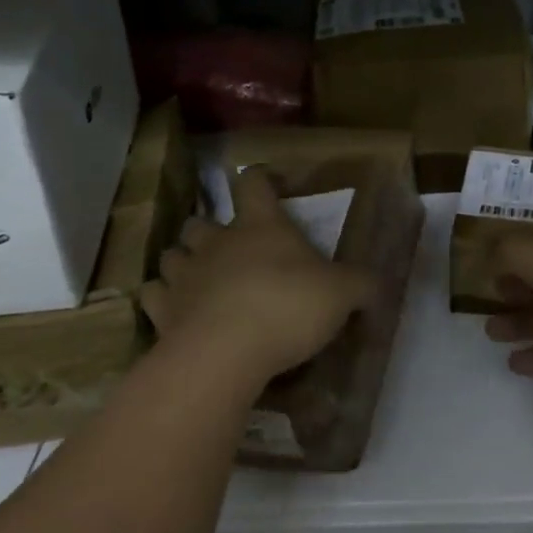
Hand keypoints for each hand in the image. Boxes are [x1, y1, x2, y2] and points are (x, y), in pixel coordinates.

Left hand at [141, 167, 372, 393]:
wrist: (226, 353)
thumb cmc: (288, 307)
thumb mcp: (342, 294)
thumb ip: (362, 285)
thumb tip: (380, 284)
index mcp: (260, 226)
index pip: (253, 183)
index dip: (260, 178)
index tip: (269, 182)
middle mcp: (217, 242)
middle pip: (200, 220)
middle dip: (209, 229)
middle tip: (228, 248)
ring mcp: (185, 275)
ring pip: (172, 254)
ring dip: (183, 262)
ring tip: (198, 279)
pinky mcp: (162, 311)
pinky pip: (152, 296)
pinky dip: (161, 300)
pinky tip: (175, 312)